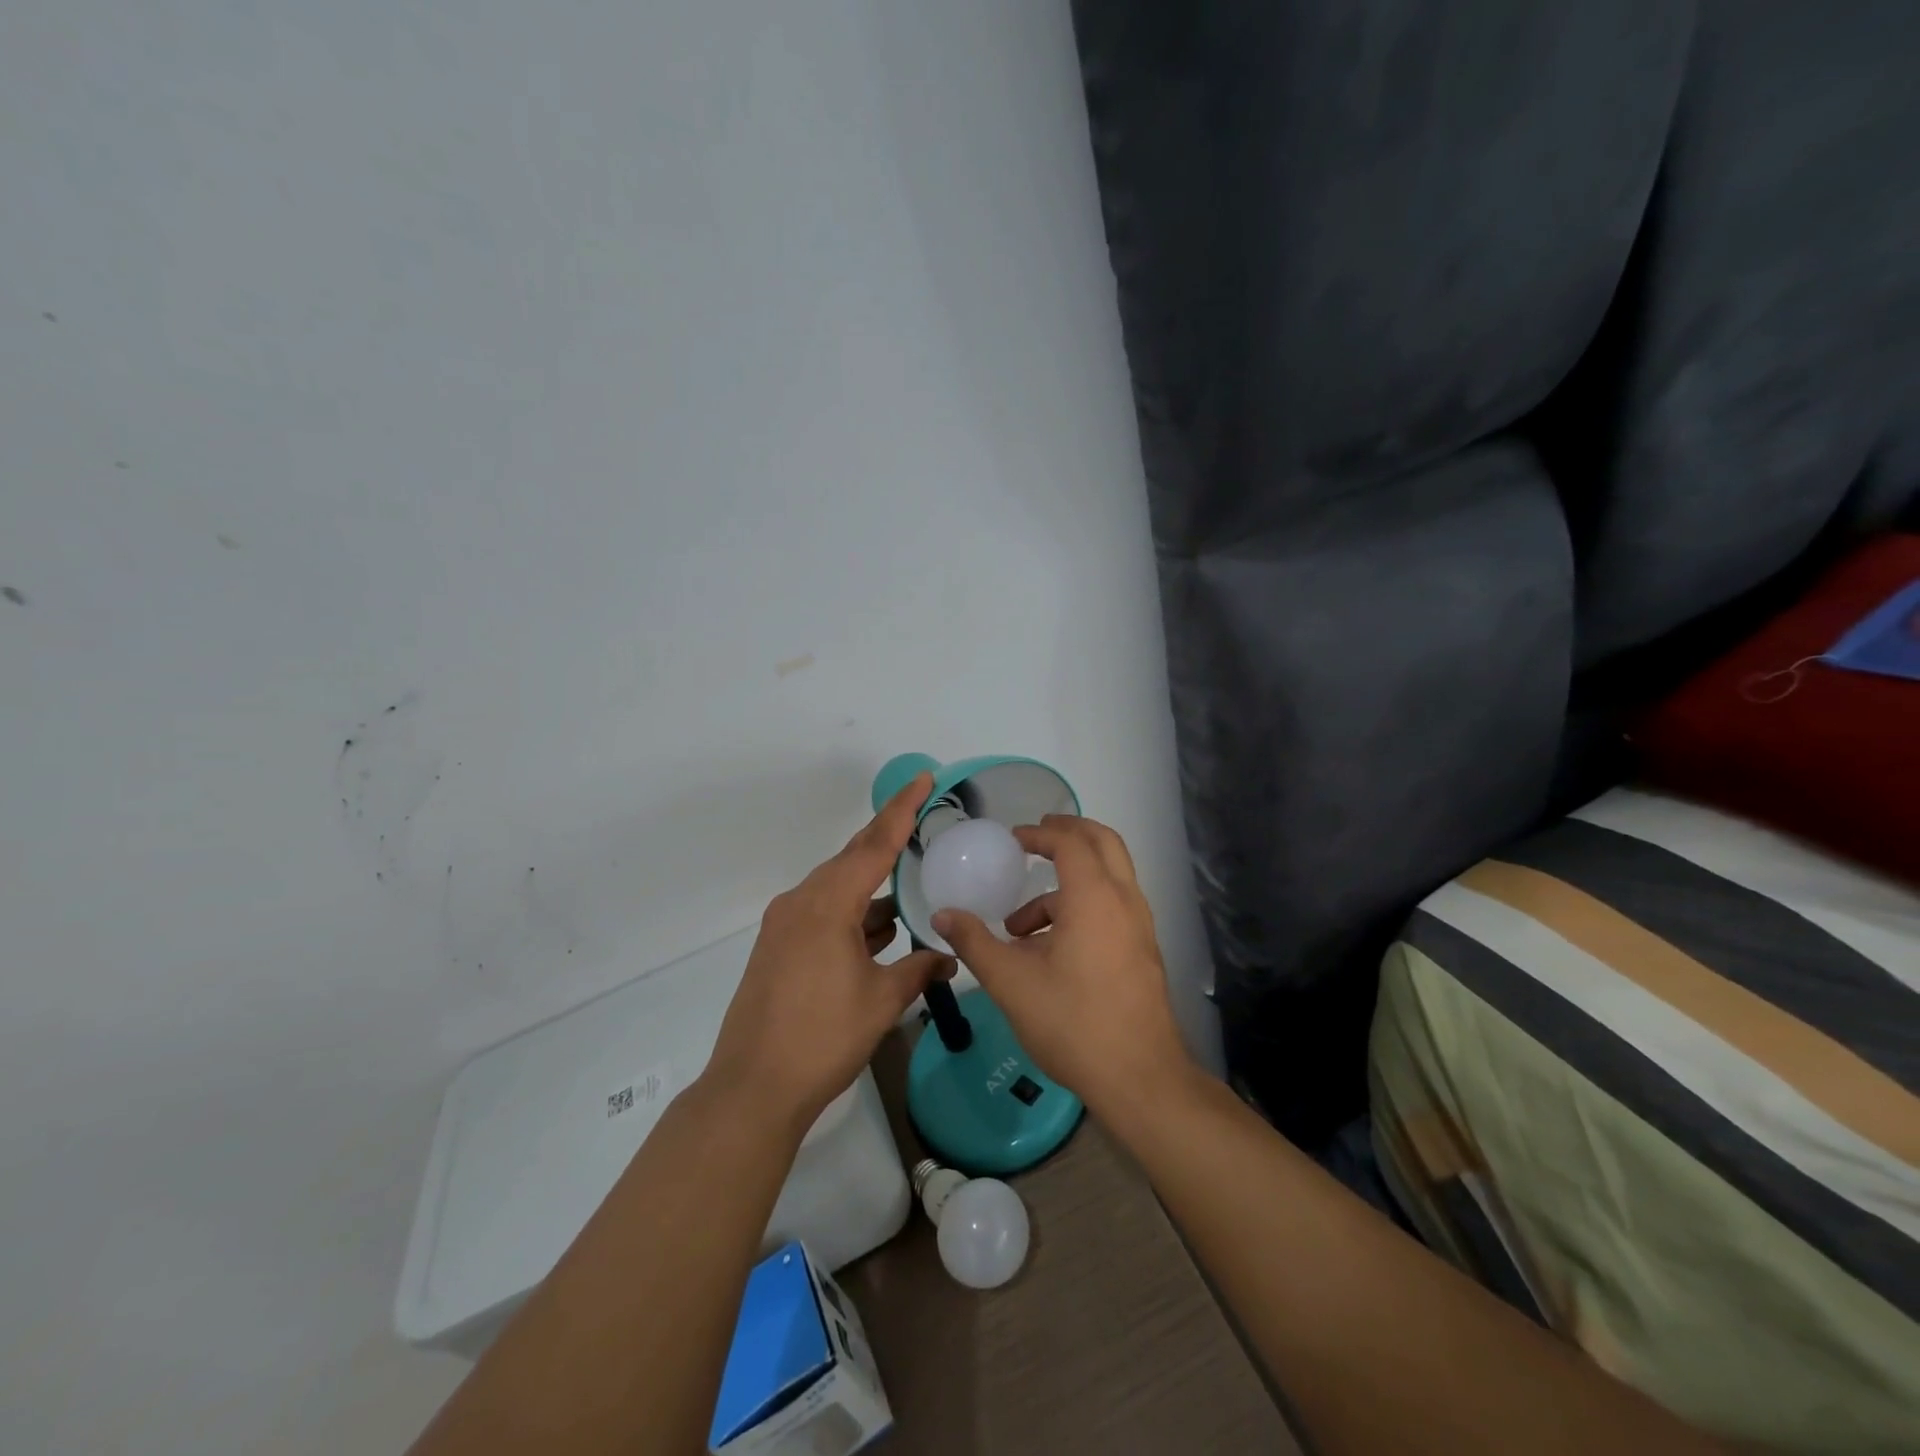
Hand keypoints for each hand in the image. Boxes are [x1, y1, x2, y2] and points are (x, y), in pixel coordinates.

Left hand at [705, 772, 954, 1130]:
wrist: (753, 1087)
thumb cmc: (822, 1038)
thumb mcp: (881, 1001)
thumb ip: (919, 970)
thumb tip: (949, 958)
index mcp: (828, 904)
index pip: (874, 844)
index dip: (902, 809)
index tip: (924, 779)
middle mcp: (802, 901)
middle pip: (852, 858)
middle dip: (888, 838)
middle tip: (923, 817)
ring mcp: (785, 923)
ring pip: (837, 886)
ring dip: (872, 884)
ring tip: (910, 878)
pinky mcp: (778, 946)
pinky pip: (823, 910)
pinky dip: (854, 911)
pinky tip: (880, 926)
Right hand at [933, 814, 1193, 1118]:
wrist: (1139, 1078)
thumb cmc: (1072, 1022)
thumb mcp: (1011, 982)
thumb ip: (975, 942)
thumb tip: (942, 916)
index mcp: (1094, 897)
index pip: (1070, 842)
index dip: (1040, 834)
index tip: (1013, 839)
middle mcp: (1124, 901)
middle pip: (1103, 843)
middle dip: (1068, 834)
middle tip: (1035, 839)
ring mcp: (1139, 927)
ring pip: (1107, 880)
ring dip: (1066, 884)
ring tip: (1018, 926)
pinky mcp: (1142, 951)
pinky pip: (1112, 908)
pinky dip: (1081, 908)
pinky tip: (1047, 952)